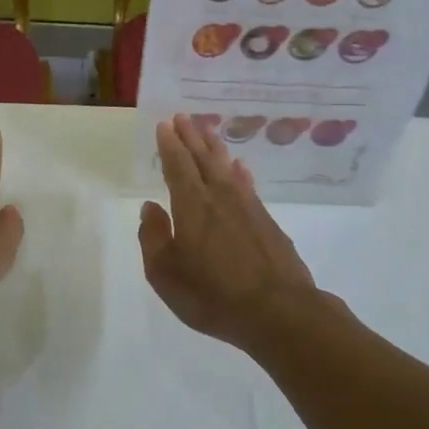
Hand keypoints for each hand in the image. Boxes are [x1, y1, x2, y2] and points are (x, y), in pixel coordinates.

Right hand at [139, 113, 318, 347]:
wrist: (279, 312)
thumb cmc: (213, 295)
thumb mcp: (166, 274)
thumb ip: (153, 237)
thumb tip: (149, 208)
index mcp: (192, 206)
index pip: (177, 166)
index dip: (169, 145)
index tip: (164, 125)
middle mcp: (220, 197)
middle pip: (203, 159)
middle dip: (191, 137)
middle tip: (183, 116)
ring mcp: (247, 208)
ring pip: (227, 167)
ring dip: (215, 147)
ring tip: (208, 129)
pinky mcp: (267, 222)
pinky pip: (248, 185)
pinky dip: (241, 172)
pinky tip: (240, 167)